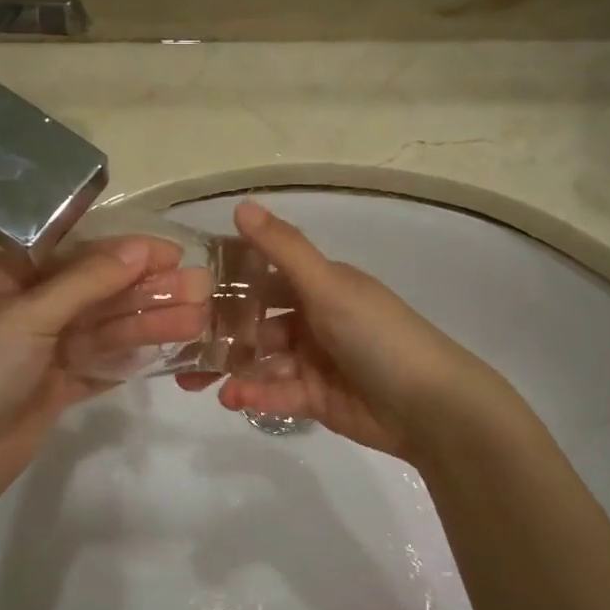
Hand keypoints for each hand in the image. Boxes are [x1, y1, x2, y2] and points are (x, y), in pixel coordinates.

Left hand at [0, 236, 206, 520]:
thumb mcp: (29, 315)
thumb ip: (88, 281)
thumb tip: (141, 247)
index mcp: (9, 279)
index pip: (76, 253)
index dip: (124, 250)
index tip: (171, 253)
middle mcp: (29, 310)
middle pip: (97, 292)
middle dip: (146, 290)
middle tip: (200, 288)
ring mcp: (45, 351)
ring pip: (105, 330)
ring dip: (148, 323)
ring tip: (198, 319)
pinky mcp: (58, 387)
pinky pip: (102, 364)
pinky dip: (132, 357)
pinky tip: (171, 349)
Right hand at [178, 201, 503, 462]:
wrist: (431, 406)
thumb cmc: (378, 335)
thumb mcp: (329, 286)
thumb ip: (282, 249)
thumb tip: (241, 204)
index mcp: (320, 285)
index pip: (264, 276)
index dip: (228, 281)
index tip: (184, 289)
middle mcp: (315, 319)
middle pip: (256, 323)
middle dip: (219, 333)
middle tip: (178, 344)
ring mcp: (314, 361)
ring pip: (261, 361)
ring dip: (231, 369)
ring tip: (194, 382)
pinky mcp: (315, 399)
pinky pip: (276, 393)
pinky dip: (255, 394)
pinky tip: (232, 399)